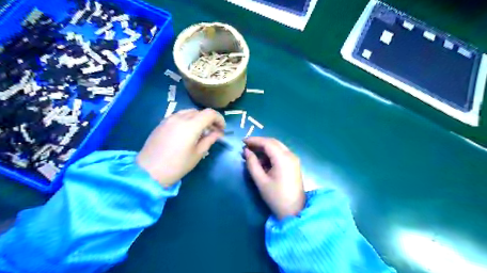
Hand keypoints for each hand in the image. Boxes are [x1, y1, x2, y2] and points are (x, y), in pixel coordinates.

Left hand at [136, 109, 224, 186]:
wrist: (148, 171)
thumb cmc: (177, 165)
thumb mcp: (198, 154)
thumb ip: (210, 139)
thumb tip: (218, 133)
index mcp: (191, 125)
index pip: (210, 113)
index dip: (219, 119)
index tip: (222, 129)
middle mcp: (180, 117)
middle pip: (200, 112)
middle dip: (209, 119)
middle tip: (213, 132)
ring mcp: (169, 119)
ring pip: (189, 112)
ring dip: (198, 119)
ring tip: (200, 132)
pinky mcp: (162, 123)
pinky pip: (179, 116)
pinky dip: (187, 120)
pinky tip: (187, 132)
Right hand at [244, 138, 303, 220]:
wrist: (294, 211)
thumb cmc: (276, 197)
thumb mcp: (261, 181)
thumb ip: (252, 164)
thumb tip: (246, 151)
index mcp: (283, 159)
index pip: (267, 143)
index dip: (254, 140)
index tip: (242, 142)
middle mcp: (290, 155)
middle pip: (273, 142)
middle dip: (259, 143)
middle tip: (246, 147)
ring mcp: (294, 159)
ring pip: (277, 147)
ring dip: (265, 148)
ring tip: (251, 154)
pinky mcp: (294, 164)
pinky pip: (281, 153)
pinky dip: (270, 154)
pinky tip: (262, 160)